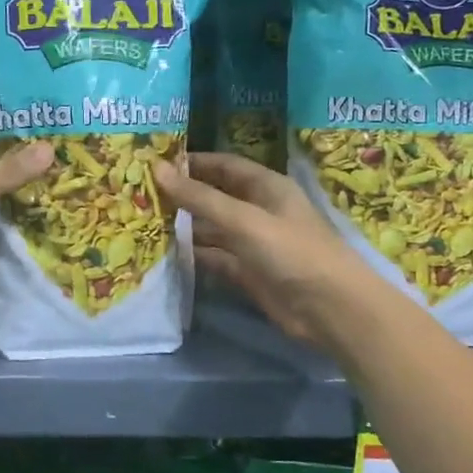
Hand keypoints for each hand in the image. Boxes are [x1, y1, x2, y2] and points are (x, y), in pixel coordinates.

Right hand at [153, 152, 364, 344]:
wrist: (331, 310)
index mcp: (266, 187)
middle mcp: (258, 210)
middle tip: (140, 194)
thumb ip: (200, 197)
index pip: (223, 165)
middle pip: (214, 197)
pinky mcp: (247, 272)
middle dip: (182, 195)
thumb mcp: (244, 220)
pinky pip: (214, 257)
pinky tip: (164, 253)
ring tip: (143, 223)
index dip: (192, 162)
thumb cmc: (293, 252)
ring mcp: (252, 243)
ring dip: (183, 226)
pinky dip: (193, 255)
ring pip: (211, 229)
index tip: (154, 163)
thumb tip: (157, 169)